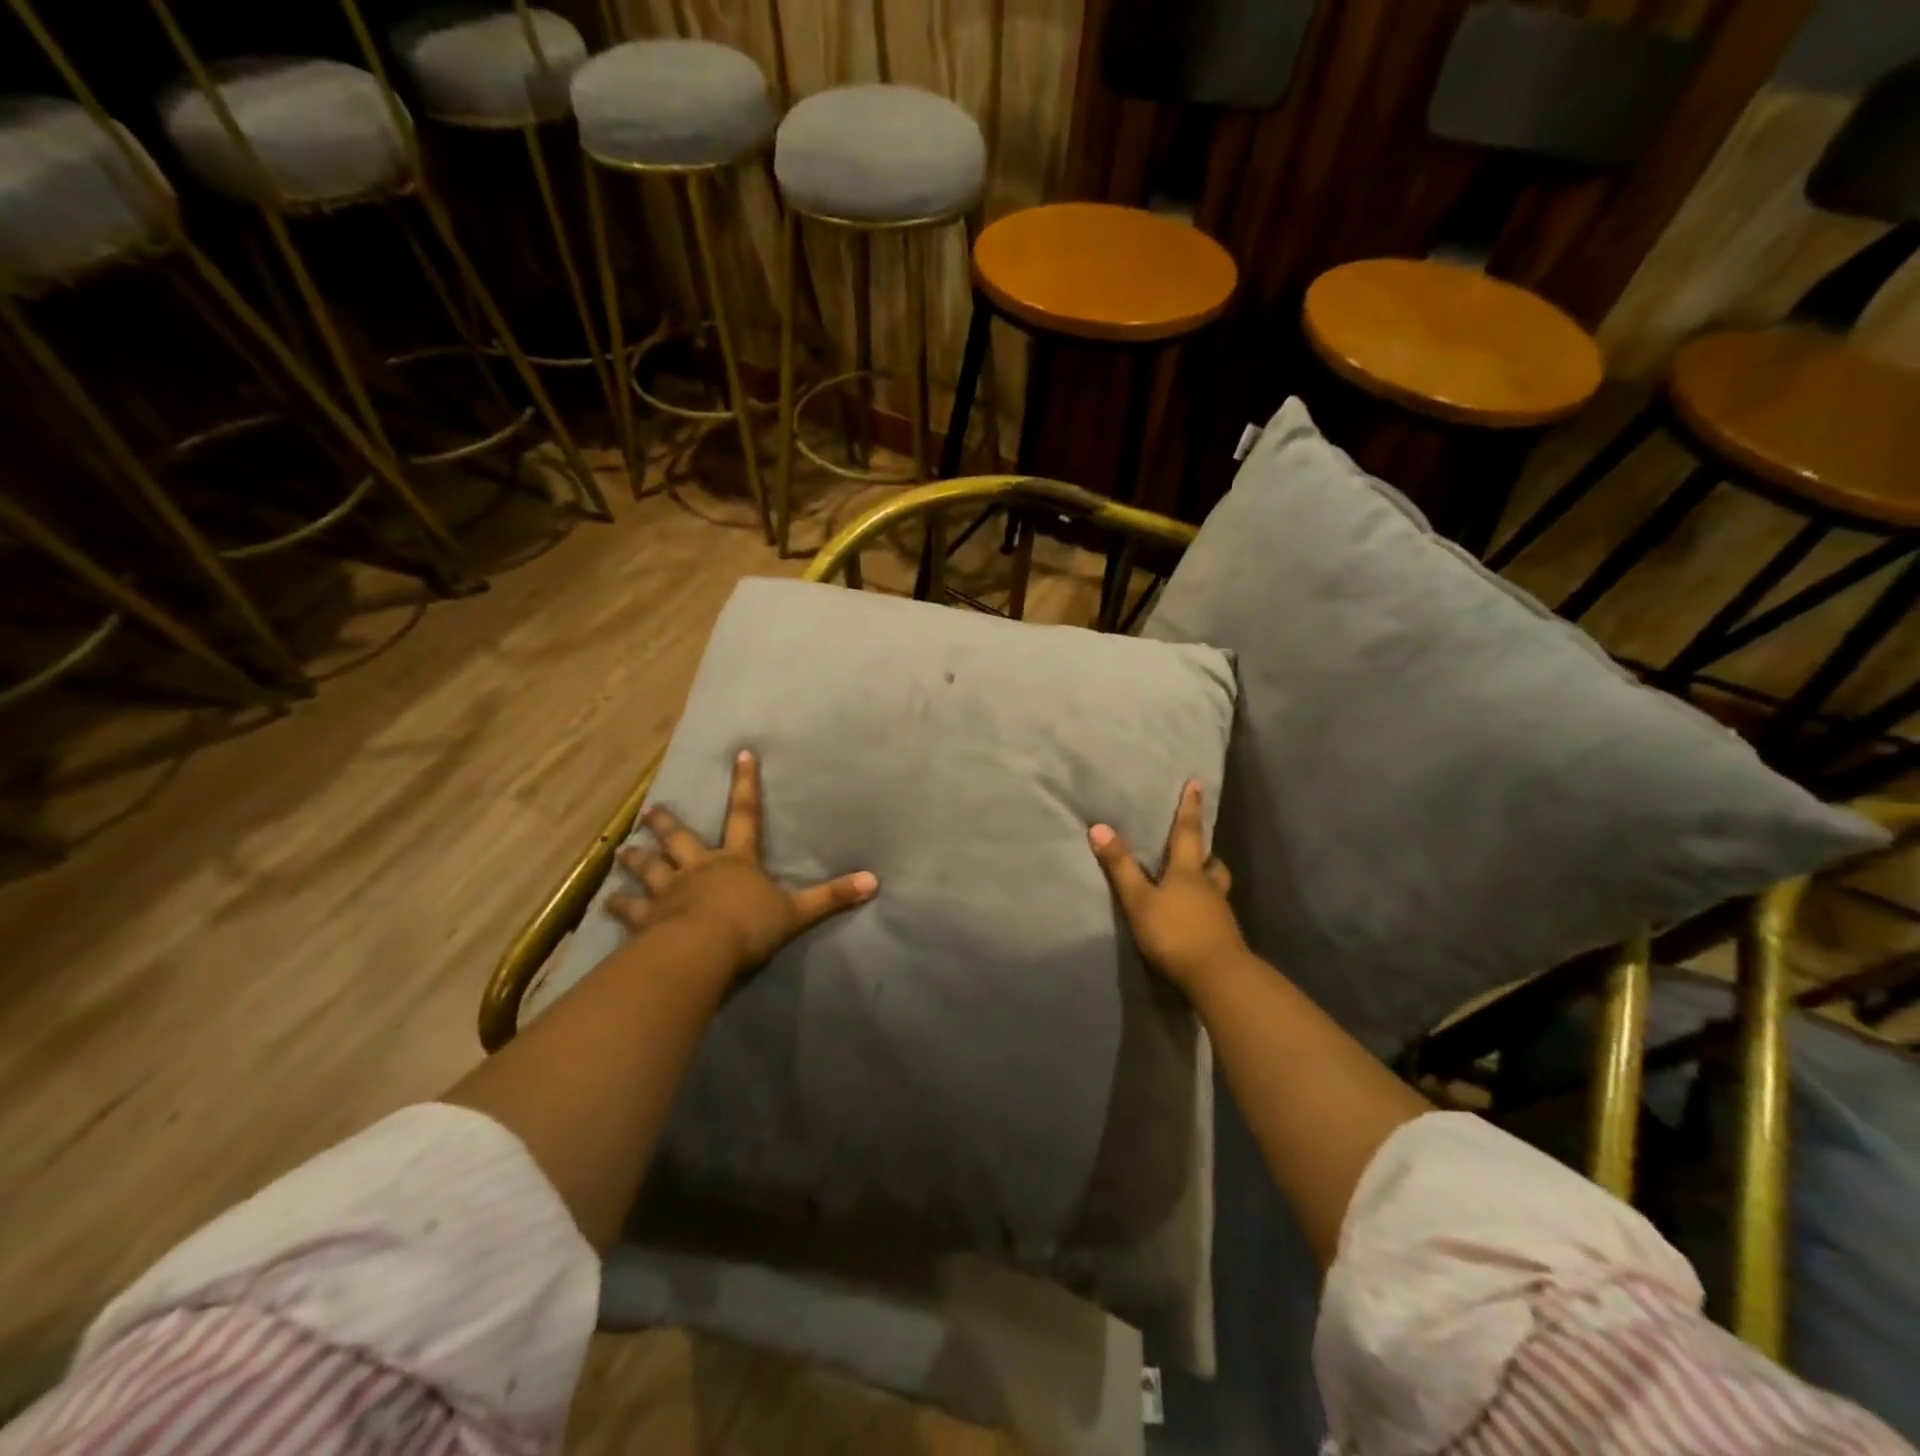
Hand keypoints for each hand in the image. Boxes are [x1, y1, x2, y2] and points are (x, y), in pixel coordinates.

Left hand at [608, 750, 877, 979]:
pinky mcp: (647, 919)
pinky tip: (605, 904)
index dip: (745, 784)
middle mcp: (700, 868)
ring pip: (649, 869)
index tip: (740, 755)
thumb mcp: (797, 912)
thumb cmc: (749, 927)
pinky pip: (629, 910)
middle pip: (681, 839)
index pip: (745, 814)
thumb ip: (833, 897)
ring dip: (635, 860)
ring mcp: (669, 892)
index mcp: (736, 861)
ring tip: (621, 852)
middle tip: (651, 811)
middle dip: (667, 824)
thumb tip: (876, 881)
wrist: (703, 951)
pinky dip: (617, 906)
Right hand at [1089, 779, 1245, 996]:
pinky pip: (1214, 911)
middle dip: (1204, 850)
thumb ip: (1120, 867)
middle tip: (1199, 845)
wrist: (1218, 978)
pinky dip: (1205, 906)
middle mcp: (1208, 886)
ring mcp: (1219, 912)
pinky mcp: (1223, 936)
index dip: (1190, 808)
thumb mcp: (1139, 900)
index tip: (1197, 783)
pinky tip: (1194, 916)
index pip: (1188, 832)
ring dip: (1208, 879)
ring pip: (1215, 886)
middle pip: (1211, 862)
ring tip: (1196, 880)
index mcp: (1188, 872)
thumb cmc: (1175, 933)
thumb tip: (1099, 827)